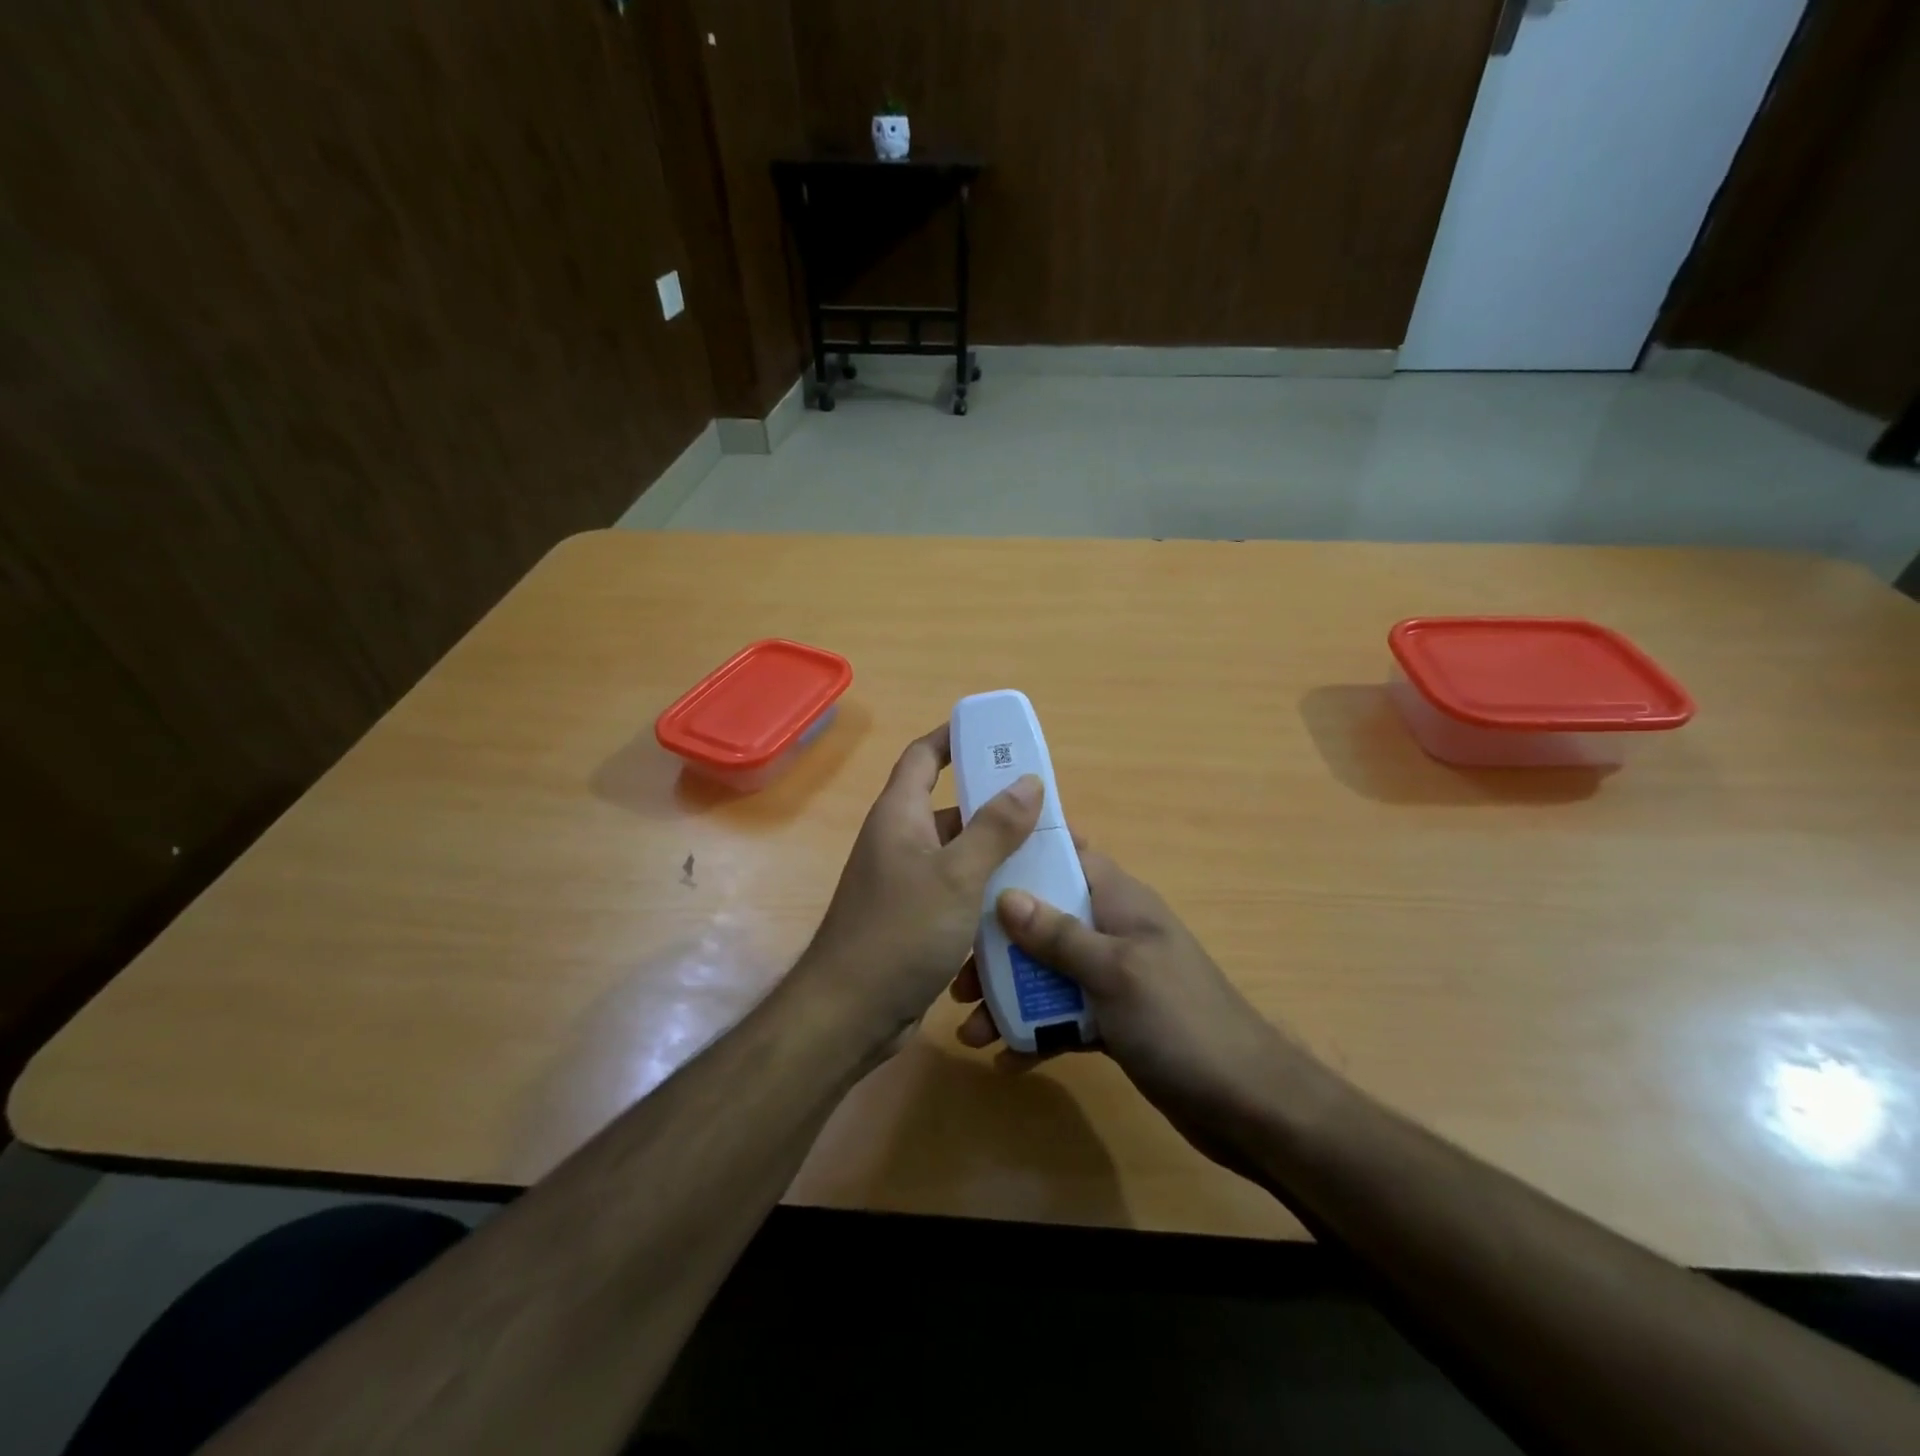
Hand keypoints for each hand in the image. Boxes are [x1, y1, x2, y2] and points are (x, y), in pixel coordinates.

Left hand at [799, 724, 1043, 1053]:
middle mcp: (900, 841)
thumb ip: (995, 828)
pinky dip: (986, 892)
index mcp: (900, 815)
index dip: (954, 736)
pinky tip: (1023, 905)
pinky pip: (958, 892)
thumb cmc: (900, 931)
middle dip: (996, 805)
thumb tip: (1028, 780)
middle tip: (1046, 808)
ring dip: (997, 854)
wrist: (850, 1013)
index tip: (995, 732)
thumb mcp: (957, 875)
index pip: (923, 756)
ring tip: (1048, 856)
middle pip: (951, 807)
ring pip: (960, 855)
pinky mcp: (916, 920)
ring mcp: (906, 883)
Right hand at [951, 843, 1300, 1171]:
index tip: (973, 856)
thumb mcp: (1114, 972)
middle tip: (958, 976)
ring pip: (1047, 973)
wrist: (1246, 1104)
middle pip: (1043, 919)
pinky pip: (1063, 1017)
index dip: (1023, 850)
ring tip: (970, 1030)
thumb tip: (1005, 895)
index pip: (1067, 854)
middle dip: (998, 944)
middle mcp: (1112, 931)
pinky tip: (1007, 1061)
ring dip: (1009, 996)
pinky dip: (1036, 1033)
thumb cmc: (1179, 1021)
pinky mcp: (1114, 1022)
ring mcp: (1113, 978)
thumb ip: (1059, 935)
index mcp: (1119, 901)